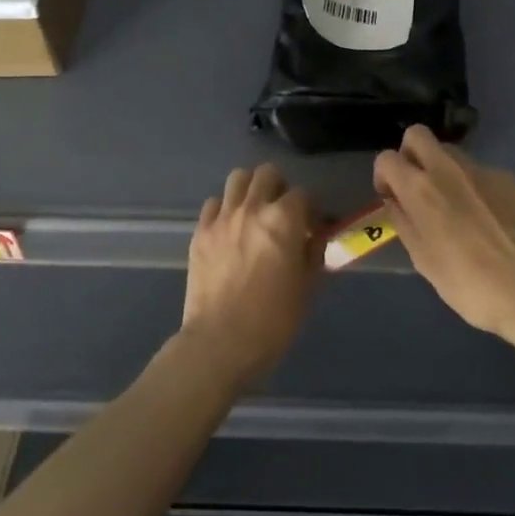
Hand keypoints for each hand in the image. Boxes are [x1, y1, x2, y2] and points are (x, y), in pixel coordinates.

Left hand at [177, 164, 318, 386]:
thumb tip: (314, 238)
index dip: (310, 209)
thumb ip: (313, 253)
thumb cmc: (274, 319)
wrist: (221, 341)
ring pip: (237, 179)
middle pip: (267, 174)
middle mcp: (252, 208)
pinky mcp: (200, 232)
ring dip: (250, 189)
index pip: (303, 195)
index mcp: (284, 220)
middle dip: (279, 187)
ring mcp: (221, 218)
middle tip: (282, 212)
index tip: (311, 228)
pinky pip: (212, 204)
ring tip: (254, 212)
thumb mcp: (307, 287)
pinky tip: (229, 229)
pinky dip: (223, 209)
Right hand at [373, 126, 514, 342]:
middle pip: (418, 135)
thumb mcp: (422, 258)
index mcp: (420, 188)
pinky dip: (472, 185)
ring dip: (441, 169)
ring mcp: (481, 170)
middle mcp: (447, 168)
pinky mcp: (507, 179)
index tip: (391, 197)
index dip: (383, 175)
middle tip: (415, 186)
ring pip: (450, 152)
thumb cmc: (466, 282)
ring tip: (452, 204)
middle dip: (410, 154)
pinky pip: (479, 172)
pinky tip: (484, 216)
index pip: (386, 158)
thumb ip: (404, 222)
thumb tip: (395, 202)